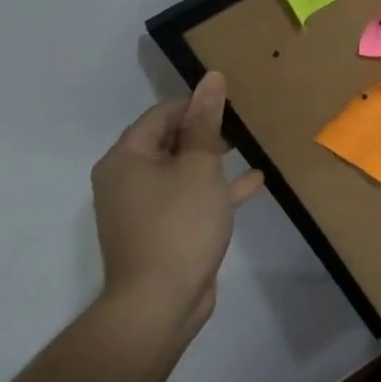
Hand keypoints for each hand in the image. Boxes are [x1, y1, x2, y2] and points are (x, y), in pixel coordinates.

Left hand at [90, 73, 262, 339]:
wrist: (160, 303)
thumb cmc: (179, 224)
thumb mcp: (199, 166)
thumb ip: (206, 122)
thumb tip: (212, 78)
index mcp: (126, 158)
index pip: (162, 114)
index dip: (197, 104)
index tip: (233, 100)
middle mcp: (127, 180)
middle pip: (169, 141)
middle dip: (205, 130)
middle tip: (243, 120)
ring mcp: (143, 209)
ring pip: (182, 170)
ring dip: (213, 159)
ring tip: (248, 145)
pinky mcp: (161, 232)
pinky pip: (190, 198)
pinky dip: (216, 189)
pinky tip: (253, 181)